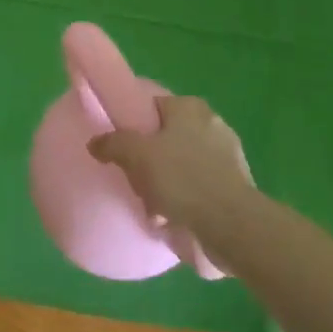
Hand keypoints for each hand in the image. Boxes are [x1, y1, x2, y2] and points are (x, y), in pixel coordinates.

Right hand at [88, 96, 254, 274]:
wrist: (230, 224)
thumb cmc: (181, 178)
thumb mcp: (137, 156)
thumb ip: (113, 144)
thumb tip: (94, 142)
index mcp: (189, 107)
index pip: (154, 106)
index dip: (136, 125)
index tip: (124, 147)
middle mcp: (212, 122)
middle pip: (169, 136)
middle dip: (153, 159)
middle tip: (138, 180)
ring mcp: (228, 154)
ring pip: (185, 163)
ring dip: (169, 182)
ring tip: (154, 207)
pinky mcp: (238, 184)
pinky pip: (201, 186)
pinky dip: (188, 199)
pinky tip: (175, 218)